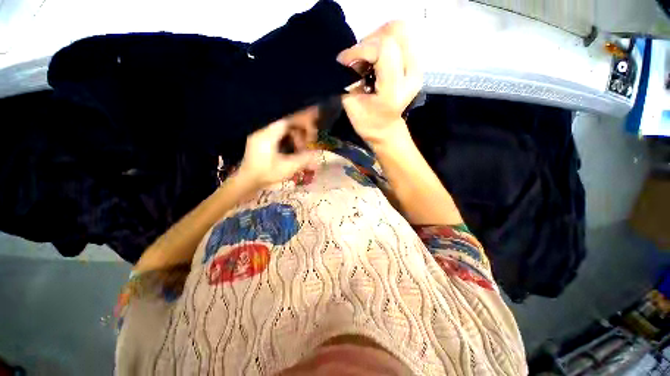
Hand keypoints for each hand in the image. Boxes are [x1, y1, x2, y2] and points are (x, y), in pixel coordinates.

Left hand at [238, 118, 316, 188]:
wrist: (247, 182)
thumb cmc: (266, 174)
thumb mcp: (287, 168)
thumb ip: (304, 159)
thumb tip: (316, 154)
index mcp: (268, 135)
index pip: (288, 120)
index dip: (303, 120)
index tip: (313, 122)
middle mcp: (264, 132)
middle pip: (286, 124)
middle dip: (301, 131)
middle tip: (310, 140)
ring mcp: (261, 136)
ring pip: (283, 130)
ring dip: (295, 136)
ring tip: (302, 147)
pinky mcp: (261, 141)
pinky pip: (278, 135)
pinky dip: (289, 139)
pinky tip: (294, 149)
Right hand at [337, 21, 421, 146]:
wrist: (386, 131)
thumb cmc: (368, 123)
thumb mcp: (351, 104)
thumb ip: (349, 79)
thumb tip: (349, 59)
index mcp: (394, 89)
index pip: (382, 49)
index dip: (359, 49)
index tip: (344, 60)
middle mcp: (411, 74)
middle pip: (394, 32)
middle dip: (369, 41)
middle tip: (356, 59)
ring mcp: (417, 68)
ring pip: (399, 31)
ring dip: (376, 40)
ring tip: (364, 59)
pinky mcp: (415, 65)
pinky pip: (400, 39)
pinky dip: (383, 43)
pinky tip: (373, 59)